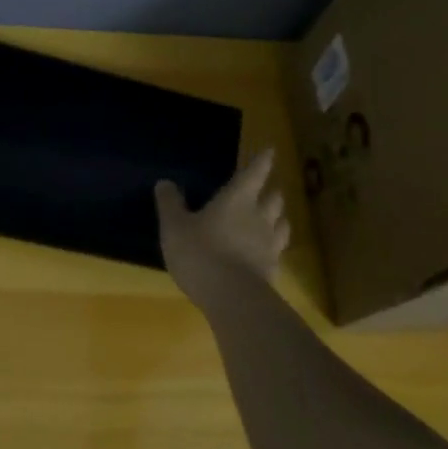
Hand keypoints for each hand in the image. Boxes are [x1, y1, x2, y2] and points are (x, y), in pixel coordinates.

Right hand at [155, 148, 290, 295]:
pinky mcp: (274, 270)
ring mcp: (270, 244)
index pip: (254, 173)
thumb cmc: (200, 253)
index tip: (270, 150)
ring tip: (273, 218)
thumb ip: (170, 203)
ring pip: (282, 223)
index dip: (262, 160)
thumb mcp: (174, 227)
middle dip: (271, 191)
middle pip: (274, 197)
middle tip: (266, 189)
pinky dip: (274, 247)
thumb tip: (165, 182)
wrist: (232, 298)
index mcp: (237, 199)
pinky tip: (267, 252)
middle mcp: (259, 216)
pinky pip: (278, 251)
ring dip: (278, 217)